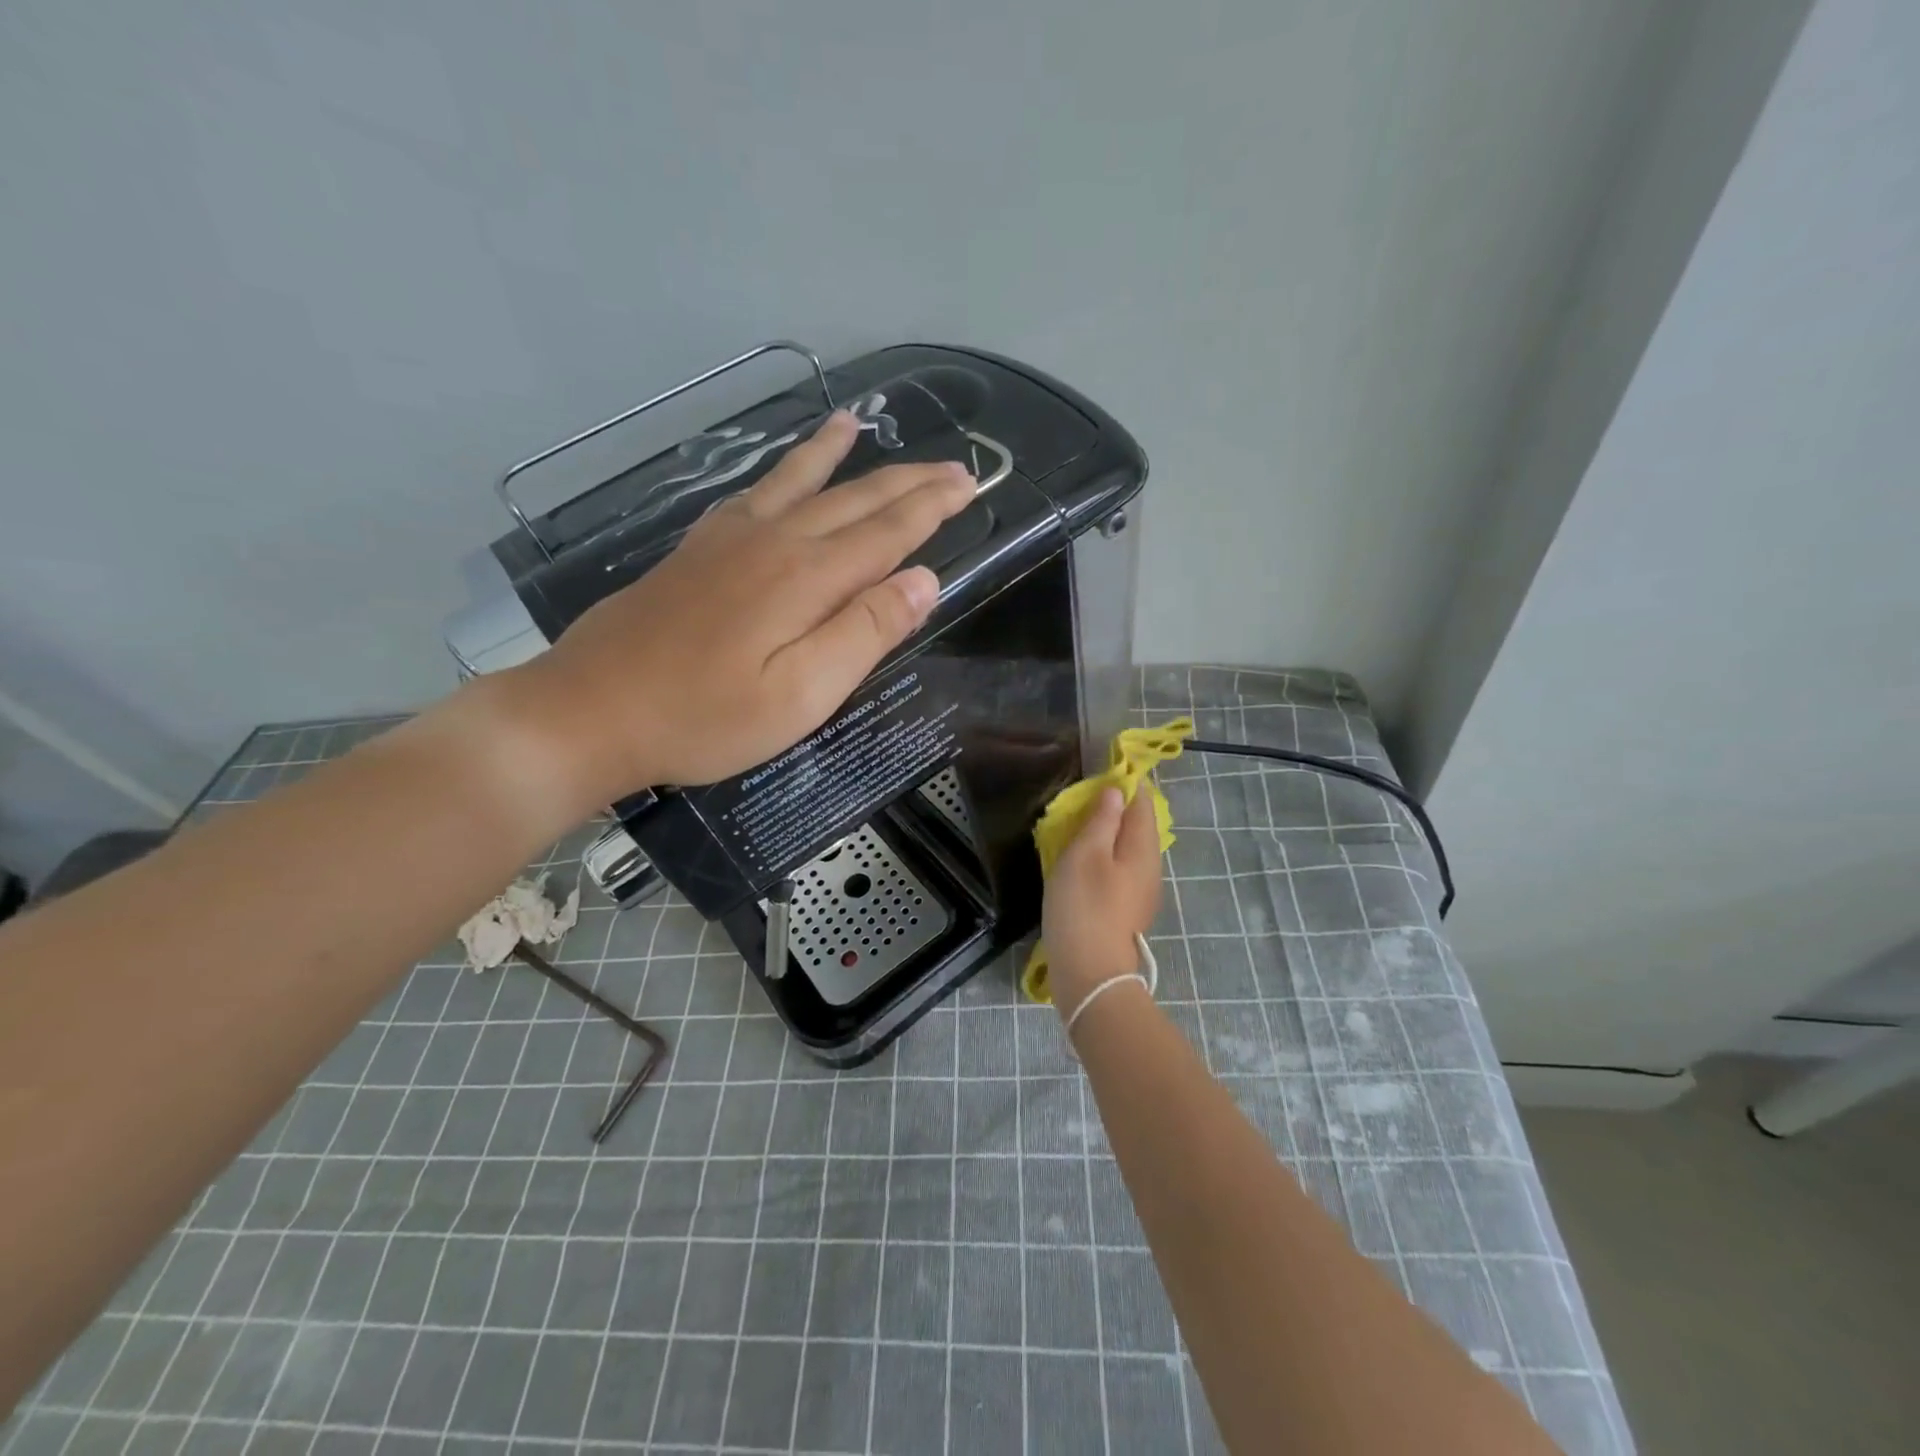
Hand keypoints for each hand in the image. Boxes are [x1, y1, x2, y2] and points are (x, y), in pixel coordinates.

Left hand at [509, 411, 974, 804]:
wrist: (592, 710)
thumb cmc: (705, 717)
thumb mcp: (801, 695)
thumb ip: (864, 633)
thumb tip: (923, 580)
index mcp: (807, 578)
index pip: (888, 532)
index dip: (932, 508)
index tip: (969, 484)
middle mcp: (774, 542)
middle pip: (853, 500)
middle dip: (907, 482)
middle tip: (950, 466)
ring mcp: (729, 540)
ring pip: (799, 483)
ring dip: (837, 455)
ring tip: (858, 421)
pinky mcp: (697, 550)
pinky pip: (753, 493)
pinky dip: (779, 471)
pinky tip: (782, 470)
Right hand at [1041, 786, 1163, 1016]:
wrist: (1090, 974)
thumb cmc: (1084, 906)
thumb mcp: (1086, 854)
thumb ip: (1102, 820)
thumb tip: (1116, 791)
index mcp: (1143, 848)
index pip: (1143, 803)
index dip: (1127, 783)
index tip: (1104, 769)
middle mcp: (1150, 867)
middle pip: (1138, 826)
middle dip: (1117, 807)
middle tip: (1086, 797)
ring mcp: (1141, 892)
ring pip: (1128, 850)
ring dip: (1108, 833)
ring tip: (1080, 825)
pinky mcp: (1127, 910)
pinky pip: (1120, 870)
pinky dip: (1104, 856)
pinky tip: (1084, 862)